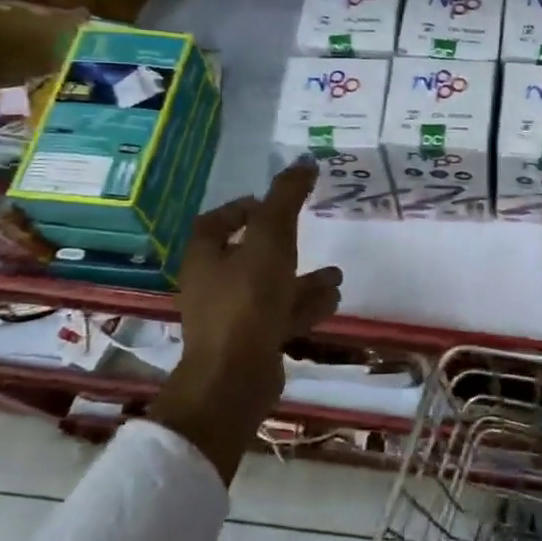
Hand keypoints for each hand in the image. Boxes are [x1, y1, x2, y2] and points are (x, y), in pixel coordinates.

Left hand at [148, 162, 342, 483]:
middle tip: (309, 234)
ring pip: (270, 287)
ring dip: (302, 278)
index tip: (273, 203)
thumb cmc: (247, 300)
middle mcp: (212, 284)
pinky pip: (280, 315)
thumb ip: (286, 199)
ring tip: (336, 274)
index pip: (217, 221)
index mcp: (205, 255)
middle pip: (247, 255)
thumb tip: (304, 162)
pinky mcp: (250, 343)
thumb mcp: (270, 240)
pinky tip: (333, 299)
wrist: (235, 379)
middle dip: (283, 244)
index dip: (243, 208)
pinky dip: (305, 305)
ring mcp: (231, 317)